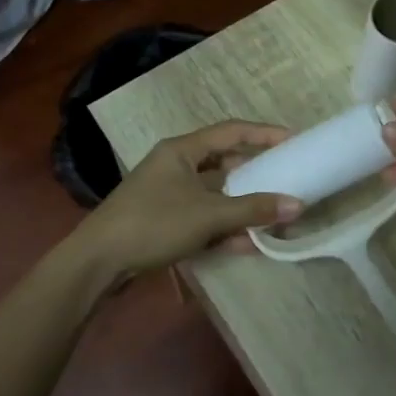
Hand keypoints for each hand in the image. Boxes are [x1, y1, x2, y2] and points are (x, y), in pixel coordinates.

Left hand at [78, 121, 300, 280]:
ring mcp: (170, 196)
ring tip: (276, 219)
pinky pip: (204, 219)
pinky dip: (225, 229)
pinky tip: (250, 244)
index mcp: (182, 151)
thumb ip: (253, 209)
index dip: (264, 134)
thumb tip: (297, 205)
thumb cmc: (152, 223)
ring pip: (216, 196)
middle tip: (287, 182)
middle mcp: (176, 167)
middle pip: (224, 165)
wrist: (98, 263)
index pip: (231, 132)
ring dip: (243, 207)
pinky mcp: (165, 223)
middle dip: (256, 176)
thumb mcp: (207, 215)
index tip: (294, 141)